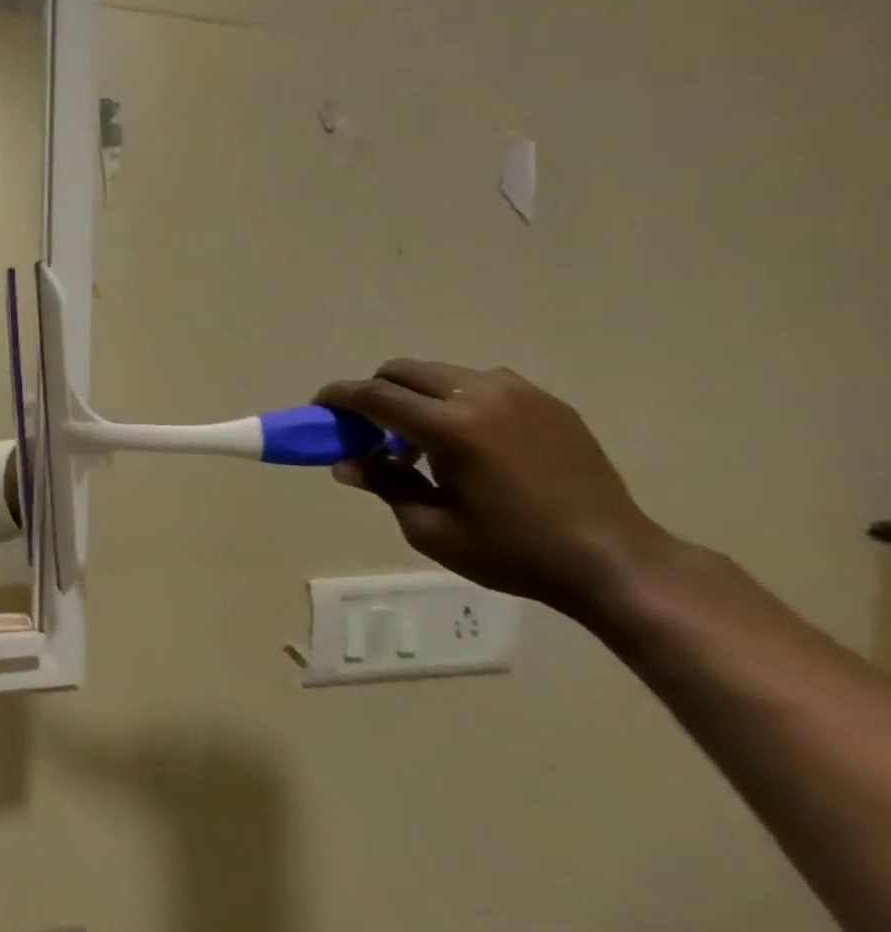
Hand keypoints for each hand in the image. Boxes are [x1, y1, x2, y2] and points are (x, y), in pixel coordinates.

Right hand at [315, 361, 675, 612]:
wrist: (614, 560)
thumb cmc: (513, 552)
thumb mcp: (431, 529)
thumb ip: (384, 484)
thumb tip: (346, 462)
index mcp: (450, 428)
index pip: (374, 396)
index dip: (338, 397)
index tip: (318, 407)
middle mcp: (482, 396)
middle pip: (405, 371)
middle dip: (375, 392)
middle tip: (367, 429)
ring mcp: (520, 393)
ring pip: (443, 373)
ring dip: (416, 395)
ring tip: (421, 439)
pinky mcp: (548, 402)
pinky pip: (483, 384)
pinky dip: (456, 400)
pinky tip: (467, 441)